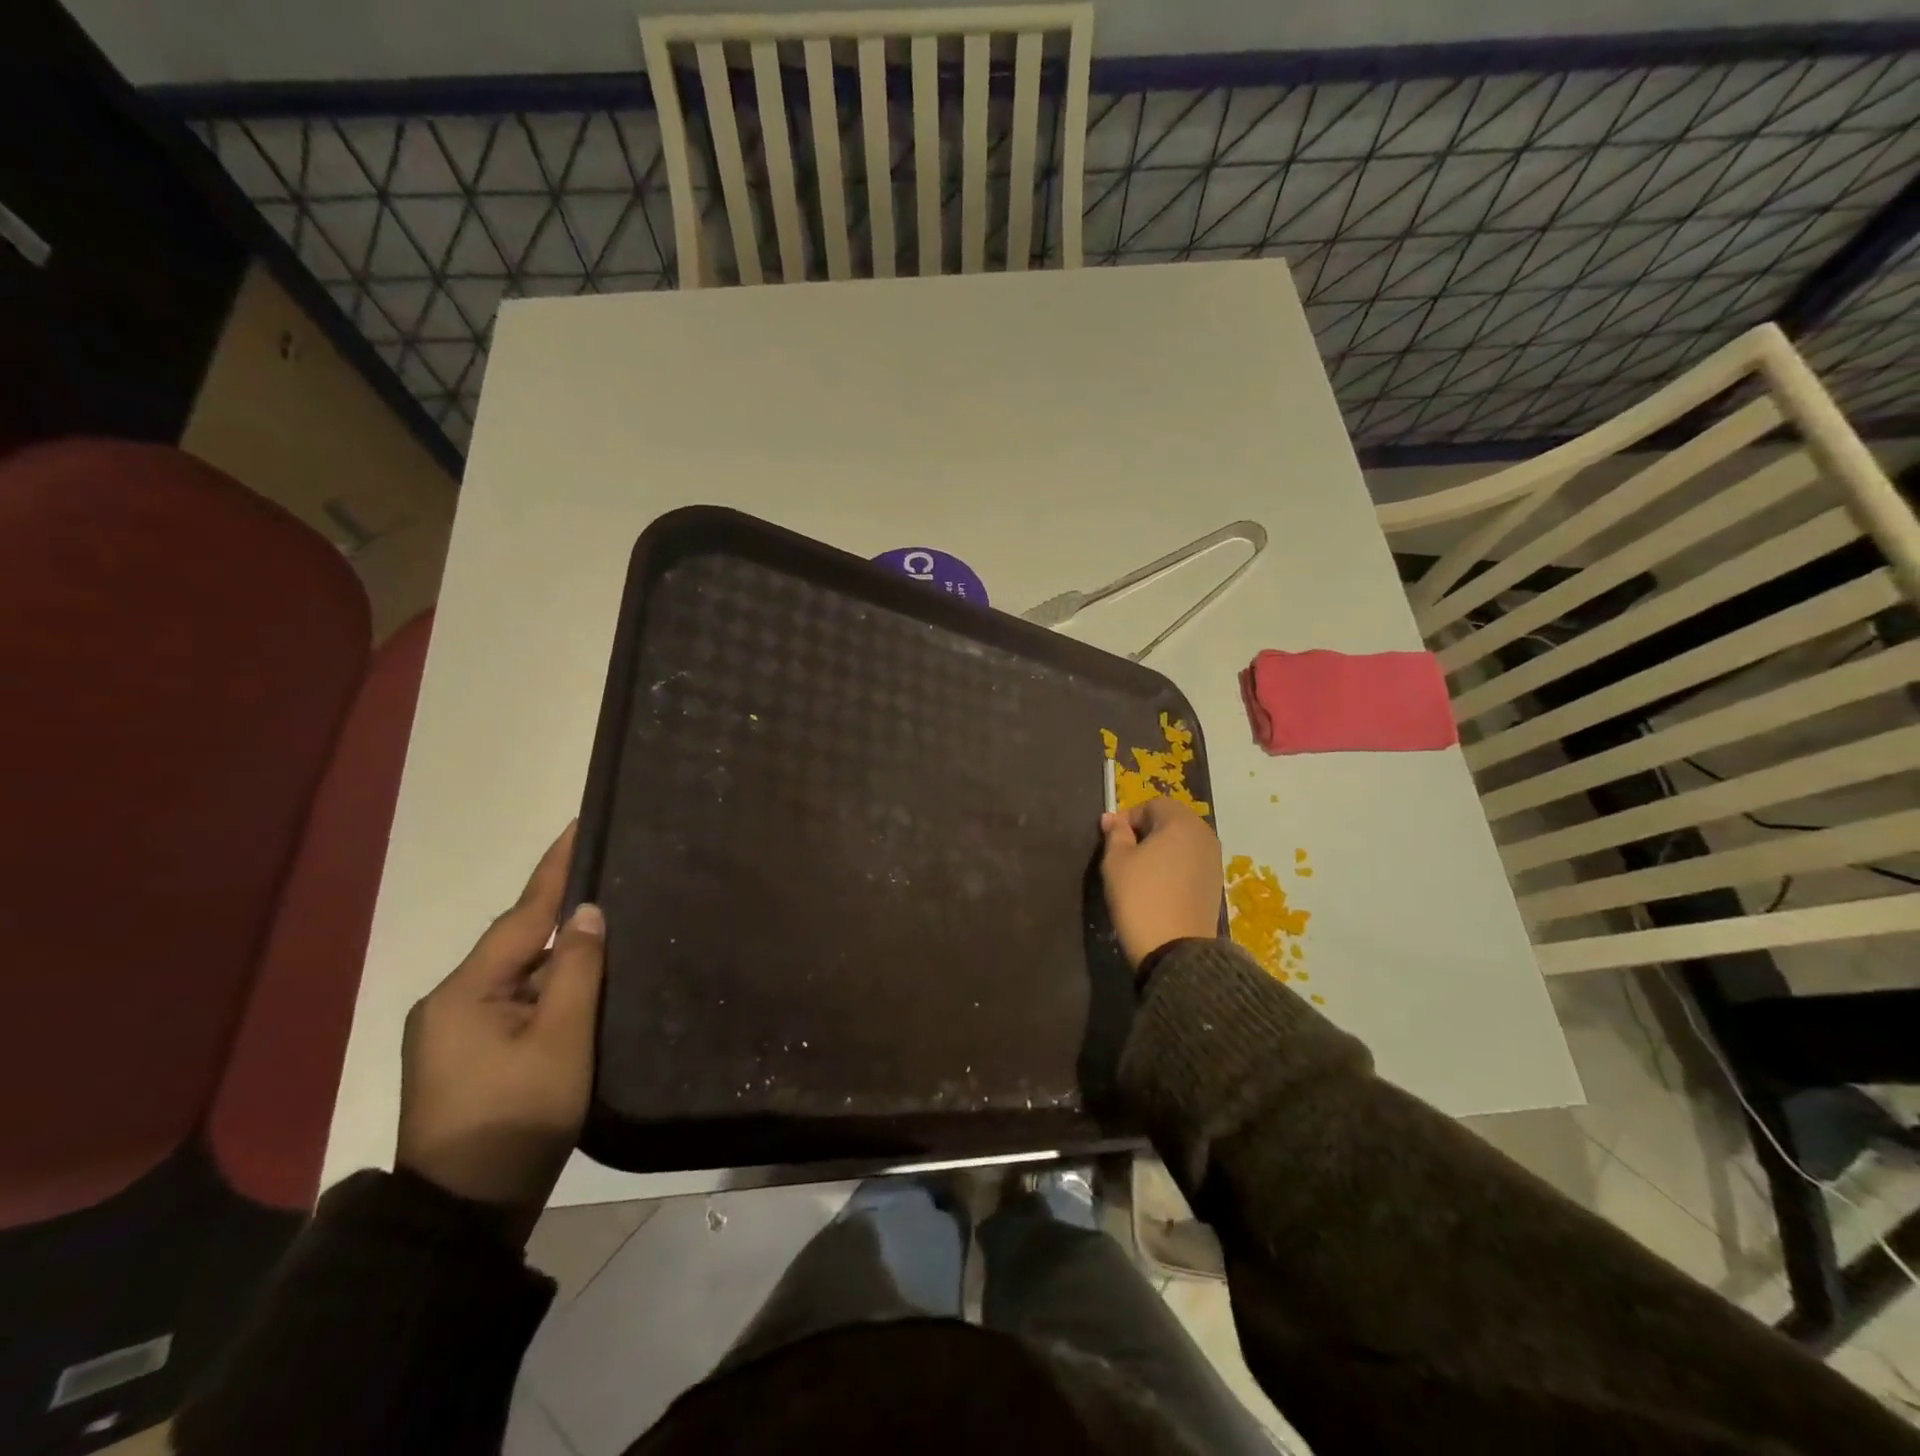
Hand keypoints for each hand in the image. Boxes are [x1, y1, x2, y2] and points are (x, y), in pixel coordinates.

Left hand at [398, 823, 603, 1242]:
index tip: (577, 825)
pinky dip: (548, 985)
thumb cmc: (517, 1120)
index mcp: (464, 992)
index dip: (554, 870)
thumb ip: (577, 970)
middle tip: (608, 876)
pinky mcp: (467, 1056)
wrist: (462, 1216)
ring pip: (518, 974)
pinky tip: (580, 982)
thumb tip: (586, 912)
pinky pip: (515, 1000)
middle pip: (517, 943)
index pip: (521, 915)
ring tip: (605, 926)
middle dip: (560, 912)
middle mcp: (450, 1002)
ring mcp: (454, 1031)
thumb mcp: (561, 1040)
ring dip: (558, 954)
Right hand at [1099, 797, 1222, 969]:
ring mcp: (1214, 860)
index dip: (1129, 817)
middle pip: (1171, 821)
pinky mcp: (1215, 883)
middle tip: (1124, 854)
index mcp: (1181, 823)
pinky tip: (1158, 887)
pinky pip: (1191, 862)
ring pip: (1182, 842)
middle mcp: (1204, 835)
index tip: (1112, 838)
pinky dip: (1174, 866)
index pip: (1153, 804)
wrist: (1175, 950)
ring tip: (1140, 872)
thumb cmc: (1140, 897)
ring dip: (1161, 849)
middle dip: (1147, 831)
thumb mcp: (1116, 862)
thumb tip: (1112, 818)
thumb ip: (1115, 834)